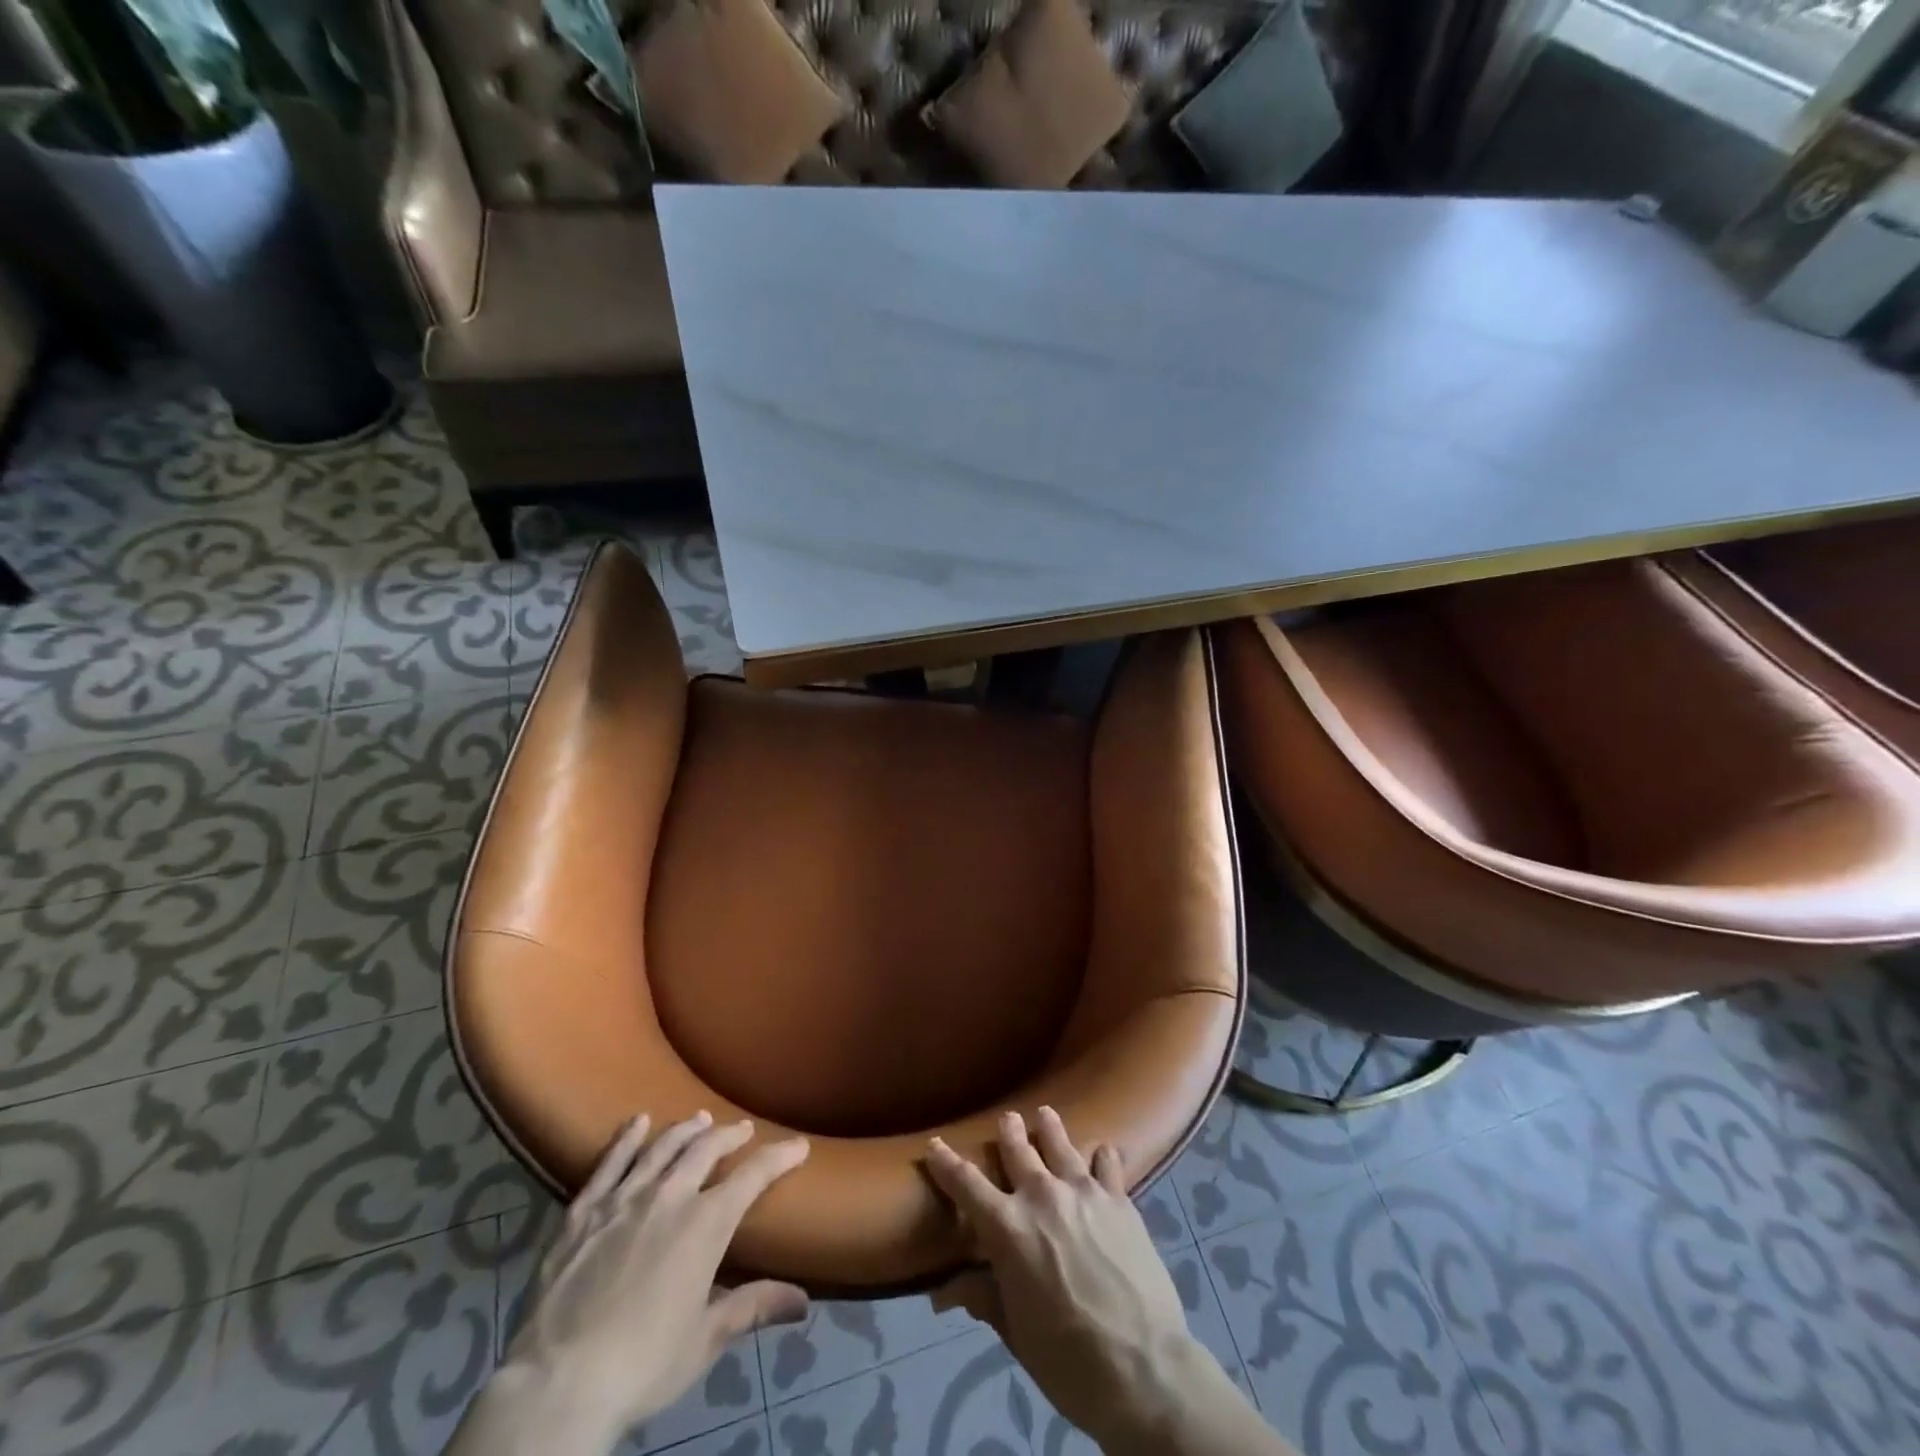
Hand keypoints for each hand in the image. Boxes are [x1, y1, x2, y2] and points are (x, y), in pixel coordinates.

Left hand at [455, 1112, 809, 1454]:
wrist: (558, 1383)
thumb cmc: (643, 1364)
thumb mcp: (706, 1339)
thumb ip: (754, 1307)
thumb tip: (804, 1301)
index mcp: (706, 1224)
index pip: (753, 1176)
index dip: (780, 1156)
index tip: (799, 1144)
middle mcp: (669, 1196)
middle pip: (706, 1149)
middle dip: (729, 1135)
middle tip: (742, 1129)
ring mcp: (623, 1198)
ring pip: (663, 1147)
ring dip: (685, 1130)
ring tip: (699, 1119)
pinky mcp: (583, 1210)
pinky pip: (610, 1162)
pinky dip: (627, 1139)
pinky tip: (638, 1123)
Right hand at [925, 1108, 1194, 1447]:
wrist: (1142, 1367)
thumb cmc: (1066, 1359)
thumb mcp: (1015, 1331)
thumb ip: (982, 1297)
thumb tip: (941, 1293)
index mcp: (1007, 1228)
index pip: (966, 1185)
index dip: (946, 1163)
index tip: (935, 1145)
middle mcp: (1041, 1195)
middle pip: (1018, 1149)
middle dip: (1008, 1131)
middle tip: (1007, 1119)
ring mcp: (1083, 1192)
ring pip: (1060, 1143)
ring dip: (1050, 1127)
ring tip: (1046, 1114)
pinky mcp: (1119, 1199)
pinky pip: (1107, 1163)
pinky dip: (1102, 1156)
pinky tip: (1103, 1152)